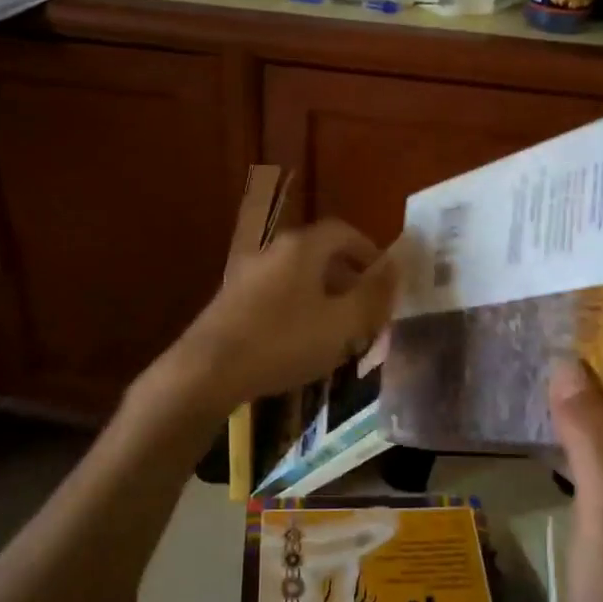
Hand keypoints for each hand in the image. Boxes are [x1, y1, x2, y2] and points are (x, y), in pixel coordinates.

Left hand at [168, 219, 401, 410]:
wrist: (207, 370)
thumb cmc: (283, 343)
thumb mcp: (341, 324)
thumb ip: (372, 295)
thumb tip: (395, 268)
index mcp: (301, 247)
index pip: (344, 231)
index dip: (370, 251)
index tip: (385, 279)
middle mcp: (272, 251)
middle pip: (320, 253)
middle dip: (348, 278)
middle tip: (366, 309)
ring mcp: (247, 274)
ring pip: (297, 276)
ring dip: (323, 296)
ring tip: (338, 330)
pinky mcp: (231, 300)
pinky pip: (277, 294)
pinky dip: (298, 308)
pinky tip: (300, 342)